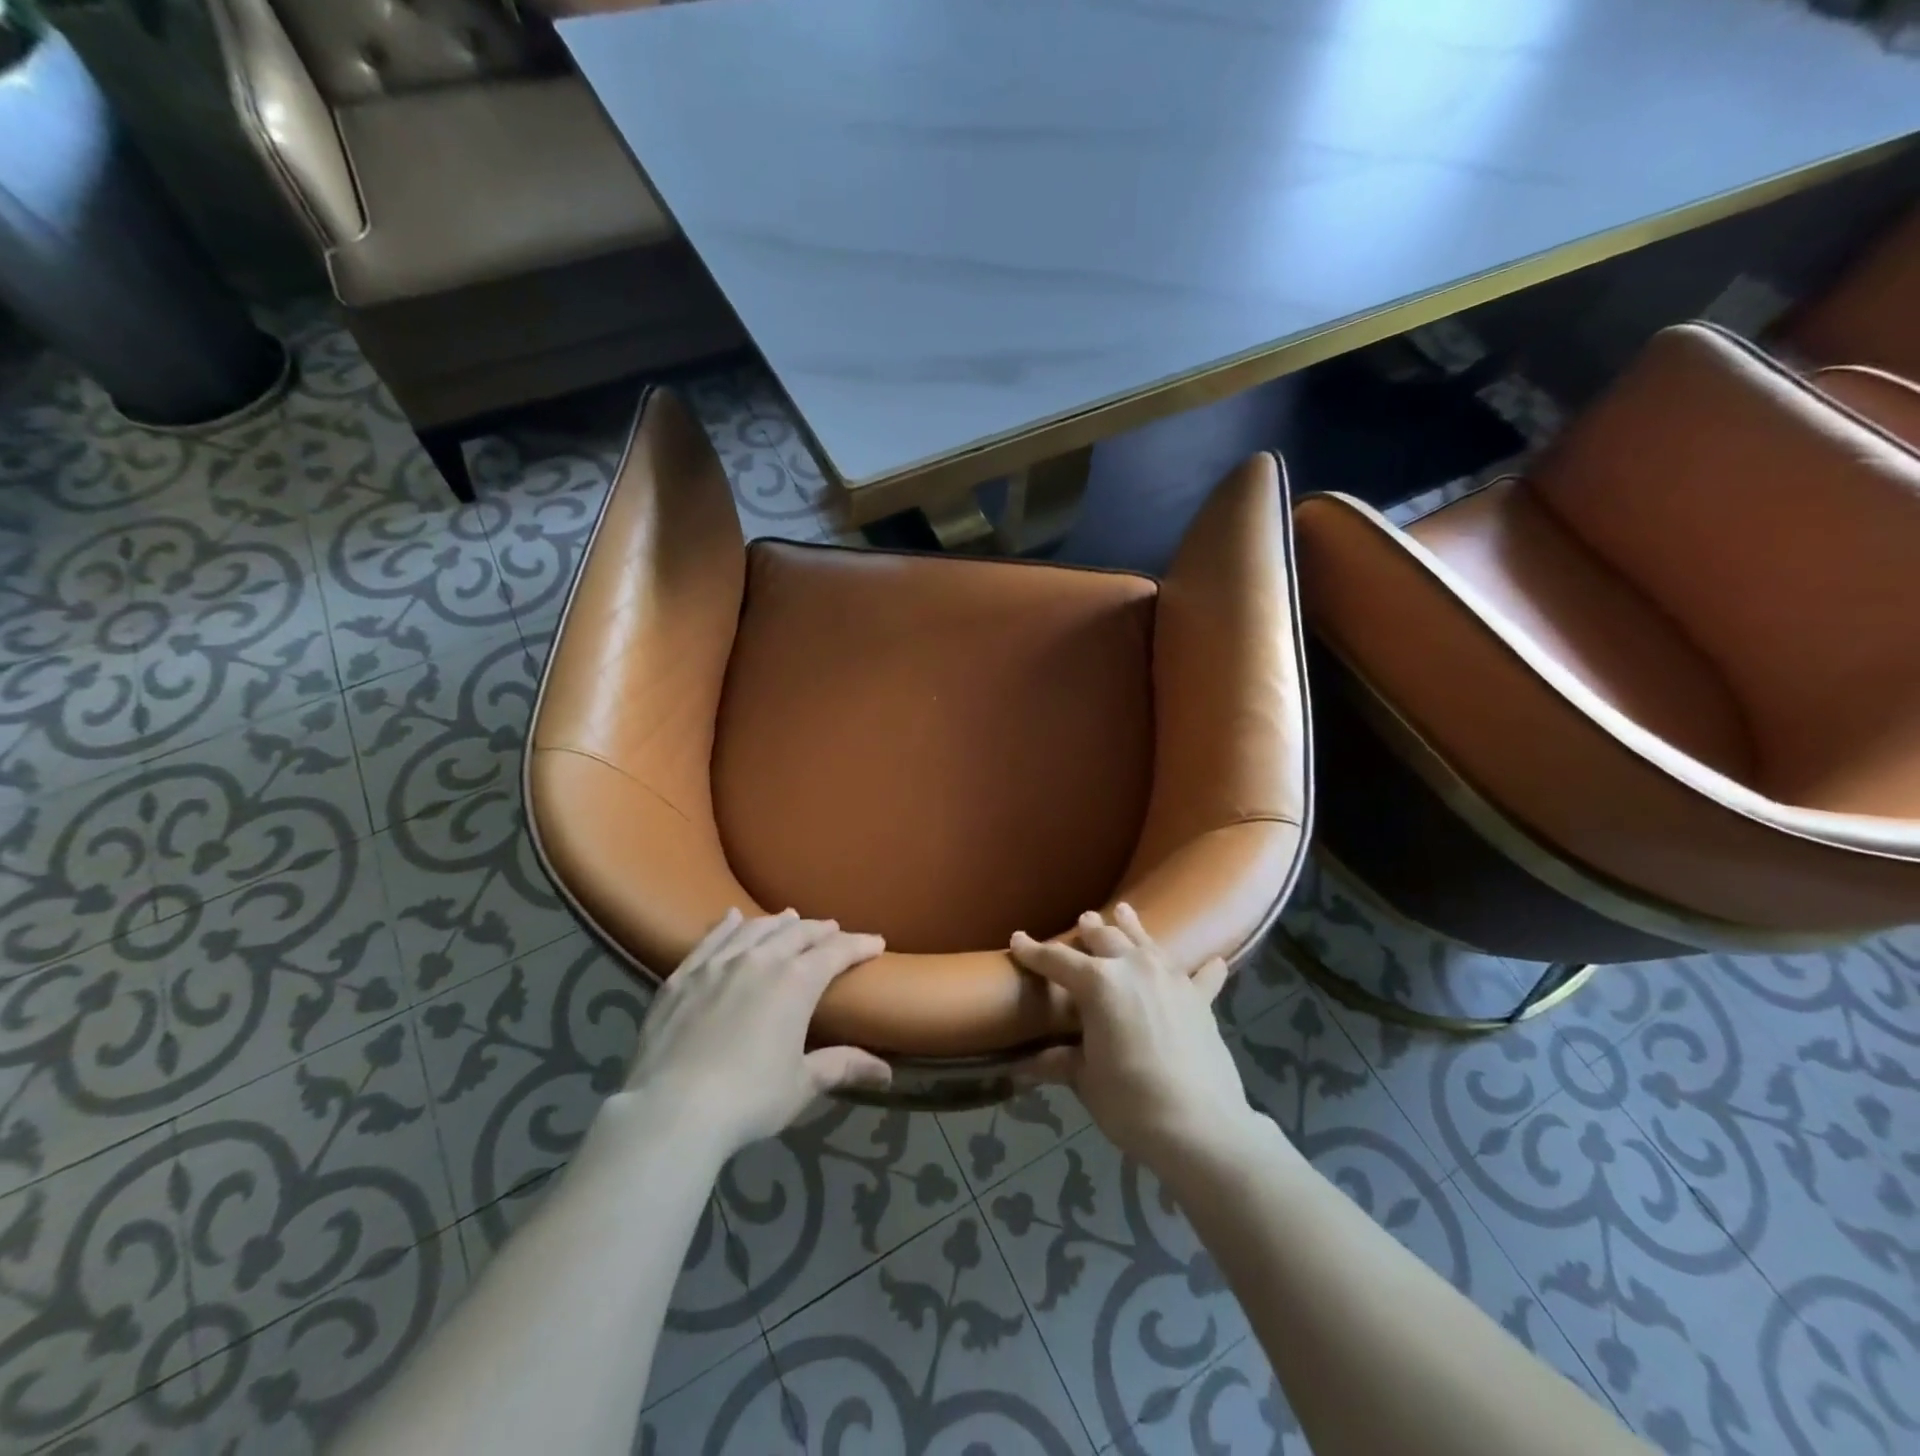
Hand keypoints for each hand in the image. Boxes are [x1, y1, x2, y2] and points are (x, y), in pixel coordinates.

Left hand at [619, 909, 890, 1155]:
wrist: (670, 1110)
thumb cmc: (748, 1099)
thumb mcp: (801, 1084)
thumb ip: (842, 1066)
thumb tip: (886, 1073)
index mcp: (796, 982)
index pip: (836, 952)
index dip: (859, 945)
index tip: (876, 942)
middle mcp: (760, 960)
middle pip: (797, 933)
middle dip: (820, 930)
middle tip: (834, 930)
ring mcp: (718, 964)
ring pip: (755, 929)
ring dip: (778, 922)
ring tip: (790, 918)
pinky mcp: (682, 976)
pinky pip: (711, 939)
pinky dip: (727, 925)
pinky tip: (731, 917)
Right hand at [1010, 904, 1261, 1172]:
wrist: (1201, 1127)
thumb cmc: (1130, 1102)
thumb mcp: (1086, 1080)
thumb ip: (1059, 1062)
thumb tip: (1023, 1064)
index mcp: (1098, 983)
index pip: (1056, 960)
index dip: (1033, 951)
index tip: (1017, 939)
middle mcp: (1134, 967)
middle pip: (1105, 939)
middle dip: (1089, 930)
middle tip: (1082, 921)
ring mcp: (1171, 978)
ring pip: (1146, 941)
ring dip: (1132, 927)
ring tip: (1123, 911)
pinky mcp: (1200, 998)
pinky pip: (1200, 975)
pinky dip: (1204, 968)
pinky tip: (1214, 960)